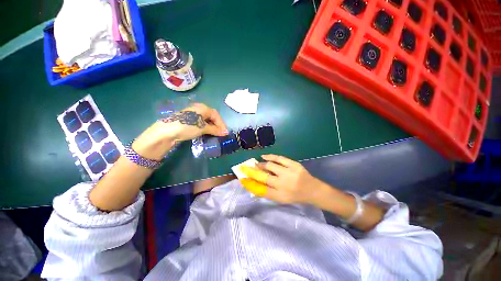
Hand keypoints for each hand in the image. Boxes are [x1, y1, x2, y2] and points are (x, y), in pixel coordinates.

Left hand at [132, 103, 227, 159]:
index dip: (222, 124)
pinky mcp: (189, 121)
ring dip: (212, 127)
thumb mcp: (203, 128)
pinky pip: (201, 123)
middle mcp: (199, 109)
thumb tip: (225, 132)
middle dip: (217, 125)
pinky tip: (207, 133)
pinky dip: (206, 128)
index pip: (216, 115)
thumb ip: (215, 129)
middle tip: (221, 134)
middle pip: (212, 117)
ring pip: (206, 120)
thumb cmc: (188, 126)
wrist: (167, 131)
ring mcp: (193, 115)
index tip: (225, 133)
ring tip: (216, 134)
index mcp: (203, 107)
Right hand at [240, 154, 321, 203]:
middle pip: (263, 177)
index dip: (250, 184)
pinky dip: (270, 157)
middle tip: (246, 168)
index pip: (261, 190)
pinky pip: (279, 158)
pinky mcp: (294, 165)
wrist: (313, 190)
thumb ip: (268, 194)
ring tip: (256, 163)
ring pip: (270, 166)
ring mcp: (289, 173)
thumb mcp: (281, 199)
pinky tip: (264, 156)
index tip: (242, 179)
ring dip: (261, 164)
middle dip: (252, 172)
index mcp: (280, 196)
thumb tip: (254, 186)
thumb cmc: (296, 196)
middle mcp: (283, 185)